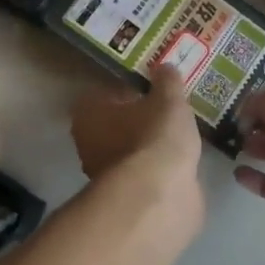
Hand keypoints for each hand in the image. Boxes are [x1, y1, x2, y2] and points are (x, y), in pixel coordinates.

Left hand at [71, 67, 203, 190]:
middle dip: (137, 119)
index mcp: (88, 114)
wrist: (160, 194)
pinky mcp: (124, 197)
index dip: (128, 90)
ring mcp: (104, 174)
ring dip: (146, 146)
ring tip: (176, 137)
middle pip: (114, 124)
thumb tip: (164, 67)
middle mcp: (88, 144)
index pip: (104, 94)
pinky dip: (155, 168)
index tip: (151, 89)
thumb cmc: (156, 136)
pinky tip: (177, 163)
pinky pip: (141, 173)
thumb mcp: (169, 99)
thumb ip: (167, 81)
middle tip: (166, 111)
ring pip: (127, 151)